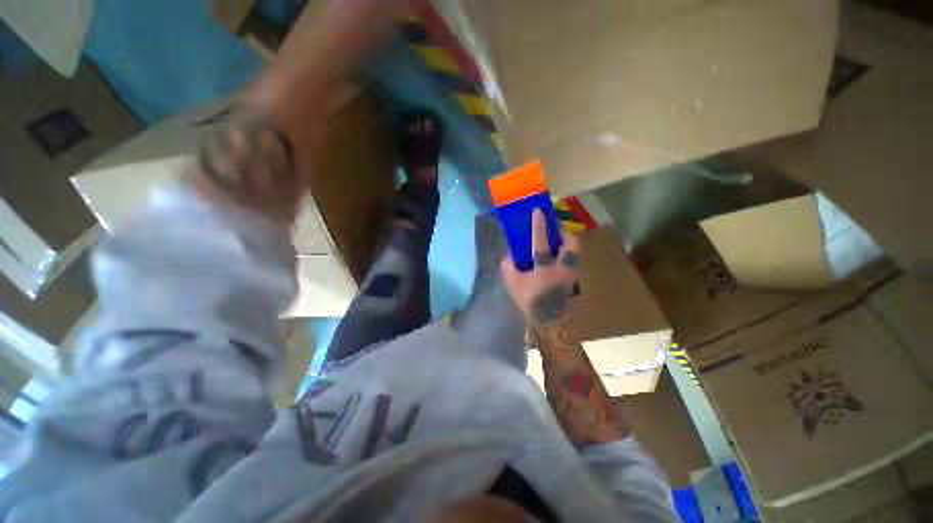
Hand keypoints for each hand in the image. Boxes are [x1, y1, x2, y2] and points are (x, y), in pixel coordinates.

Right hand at [501, 209, 581, 326]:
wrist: (549, 322)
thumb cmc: (530, 302)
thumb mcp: (513, 284)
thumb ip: (509, 266)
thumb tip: (511, 254)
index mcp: (545, 269)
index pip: (541, 243)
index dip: (539, 226)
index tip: (538, 211)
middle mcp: (562, 268)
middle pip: (573, 245)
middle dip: (565, 234)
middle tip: (555, 232)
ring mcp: (571, 273)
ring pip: (574, 252)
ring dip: (566, 244)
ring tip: (555, 244)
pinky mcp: (574, 279)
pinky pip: (571, 260)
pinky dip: (565, 255)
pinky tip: (554, 260)